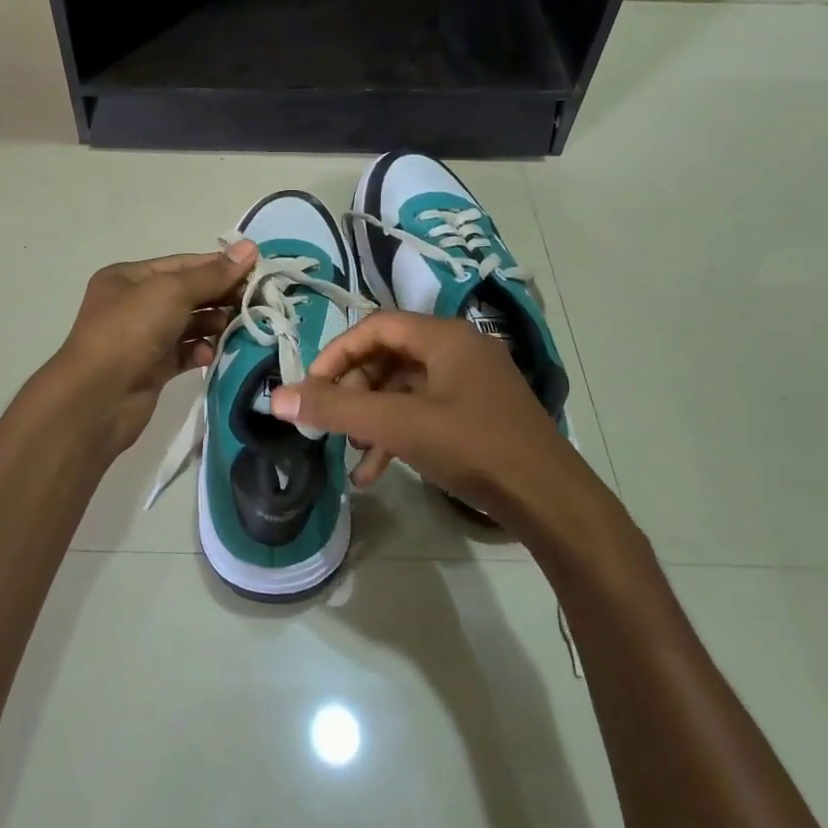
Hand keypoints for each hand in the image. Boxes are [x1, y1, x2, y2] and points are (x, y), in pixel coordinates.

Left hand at [46, 242, 256, 461]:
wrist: (96, 399)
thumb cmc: (130, 332)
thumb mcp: (172, 292)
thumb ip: (213, 274)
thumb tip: (250, 248)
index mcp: (128, 277)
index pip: (182, 264)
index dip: (219, 265)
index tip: (257, 270)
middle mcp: (133, 304)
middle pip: (187, 293)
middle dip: (220, 295)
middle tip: (257, 300)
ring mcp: (142, 338)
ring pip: (188, 324)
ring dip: (214, 323)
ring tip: (240, 326)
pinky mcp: (151, 369)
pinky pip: (184, 352)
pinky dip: (200, 350)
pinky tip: (211, 353)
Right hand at [271, 311, 586, 524]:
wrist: (550, 501)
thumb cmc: (472, 448)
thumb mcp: (398, 426)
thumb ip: (336, 410)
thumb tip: (277, 398)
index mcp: (444, 337)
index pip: (376, 327)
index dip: (337, 353)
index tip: (311, 387)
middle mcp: (459, 349)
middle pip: (389, 356)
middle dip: (354, 391)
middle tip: (331, 422)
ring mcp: (472, 382)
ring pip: (405, 388)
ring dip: (372, 417)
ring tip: (352, 452)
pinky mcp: (478, 413)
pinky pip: (425, 411)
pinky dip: (398, 434)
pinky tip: (376, 471)